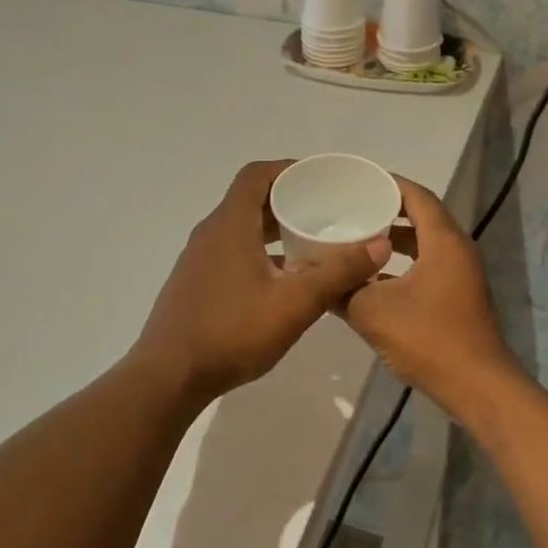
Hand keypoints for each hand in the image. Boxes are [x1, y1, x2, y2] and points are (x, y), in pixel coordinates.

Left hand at [134, 160, 391, 401]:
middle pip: (250, 199)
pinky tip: (281, 280)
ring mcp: (199, 258)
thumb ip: (338, 272)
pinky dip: (259, 251)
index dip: (288, 169)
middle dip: (287, 200)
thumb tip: (379, 245)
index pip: (257, 174)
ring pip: (241, 228)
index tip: (319, 179)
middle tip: (325, 211)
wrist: (168, 378)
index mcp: (230, 224)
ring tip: (310, 243)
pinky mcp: (195, 282)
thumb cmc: (232, 332)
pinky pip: (232, 251)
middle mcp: (211, 232)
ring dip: (273, 228)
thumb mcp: (295, 303)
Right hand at [342, 176, 516, 408]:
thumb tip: (317, 279)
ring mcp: (461, 275)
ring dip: (393, 241)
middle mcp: (457, 250)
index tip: (358, 181)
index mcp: (443, 241)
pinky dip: (402, 264)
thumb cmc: (428, 338)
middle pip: (421, 217)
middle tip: (352, 209)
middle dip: (387, 211)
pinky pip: (427, 266)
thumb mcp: (373, 311)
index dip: (388, 184)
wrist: (477, 387)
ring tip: (356, 239)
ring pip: (424, 244)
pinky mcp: (458, 297)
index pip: (416, 196)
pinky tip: (372, 278)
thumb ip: (343, 290)